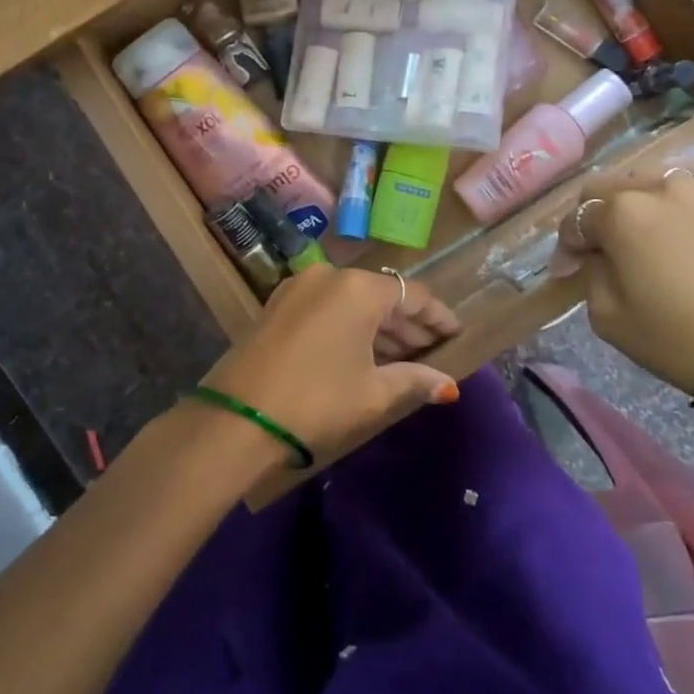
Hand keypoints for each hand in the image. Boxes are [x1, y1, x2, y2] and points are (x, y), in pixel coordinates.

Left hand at [197, 266, 459, 470]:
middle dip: (408, 324)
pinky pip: (327, 307)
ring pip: (352, 302)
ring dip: (378, 327)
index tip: (457, 334)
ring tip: (403, 358)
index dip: (439, 317)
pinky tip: (363, 354)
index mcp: (359, 289)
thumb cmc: (317, 400)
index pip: (414, 296)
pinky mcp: (277, 305)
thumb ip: (415, 380)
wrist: (236, 418)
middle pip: (382, 295)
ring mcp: (298, 287)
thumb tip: (449, 387)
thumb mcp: (373, 393)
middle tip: (432, 352)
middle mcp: (329, 276)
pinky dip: (349, 326)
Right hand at [558, 162, 693, 398]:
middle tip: (601, 250)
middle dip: (596, 216)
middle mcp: (658, 187)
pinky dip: (682, 189)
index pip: (577, 219)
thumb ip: (591, 274)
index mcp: (621, 215)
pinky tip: (685, 210)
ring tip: (644, 230)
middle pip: (609, 187)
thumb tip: (595, 255)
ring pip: (652, 176)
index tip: (569, 271)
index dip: (568, 246)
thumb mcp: (609, 319)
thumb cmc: (683, 343)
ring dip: (637, 199)